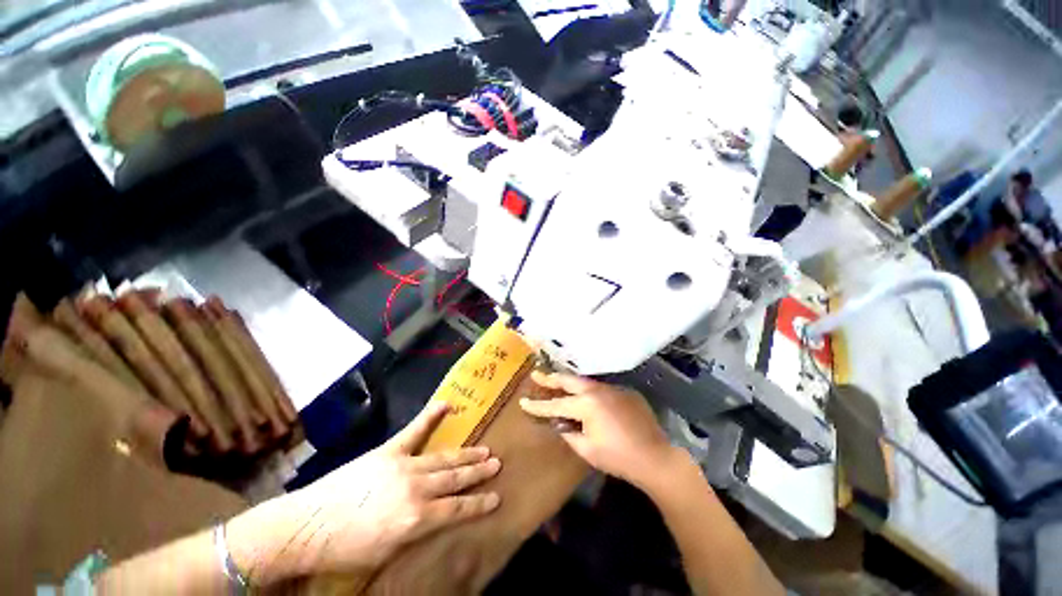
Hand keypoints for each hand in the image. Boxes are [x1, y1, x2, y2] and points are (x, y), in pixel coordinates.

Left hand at [227, 401, 500, 583]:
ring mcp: (403, 465)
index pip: (456, 510)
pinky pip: (414, 430)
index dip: (478, 503)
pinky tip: (446, 404)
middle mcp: (415, 489)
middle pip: (454, 479)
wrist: (305, 526)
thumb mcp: (386, 552)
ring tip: (483, 449)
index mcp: (415, 519)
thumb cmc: (345, 549)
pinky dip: (430, 417)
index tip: (497, 497)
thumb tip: (438, 517)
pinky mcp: (388, 451)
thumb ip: (416, 532)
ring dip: (465, 454)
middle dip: (478, 472)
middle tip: (497, 463)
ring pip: (443, 458)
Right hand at [520, 371, 677, 490]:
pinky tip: (586, 397)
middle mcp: (598, 390)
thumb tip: (560, 423)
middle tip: (536, 374)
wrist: (655, 457)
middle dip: (551, 378)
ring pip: (585, 382)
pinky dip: (589, 391)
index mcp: (586, 405)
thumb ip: (569, 433)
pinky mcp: (624, 392)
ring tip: (558, 382)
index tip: (523, 402)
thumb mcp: (587, 449)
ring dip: (570, 382)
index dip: (538, 405)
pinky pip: (601, 388)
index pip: (556, 404)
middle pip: (569, 380)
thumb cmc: (618, 457)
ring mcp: (612, 388)